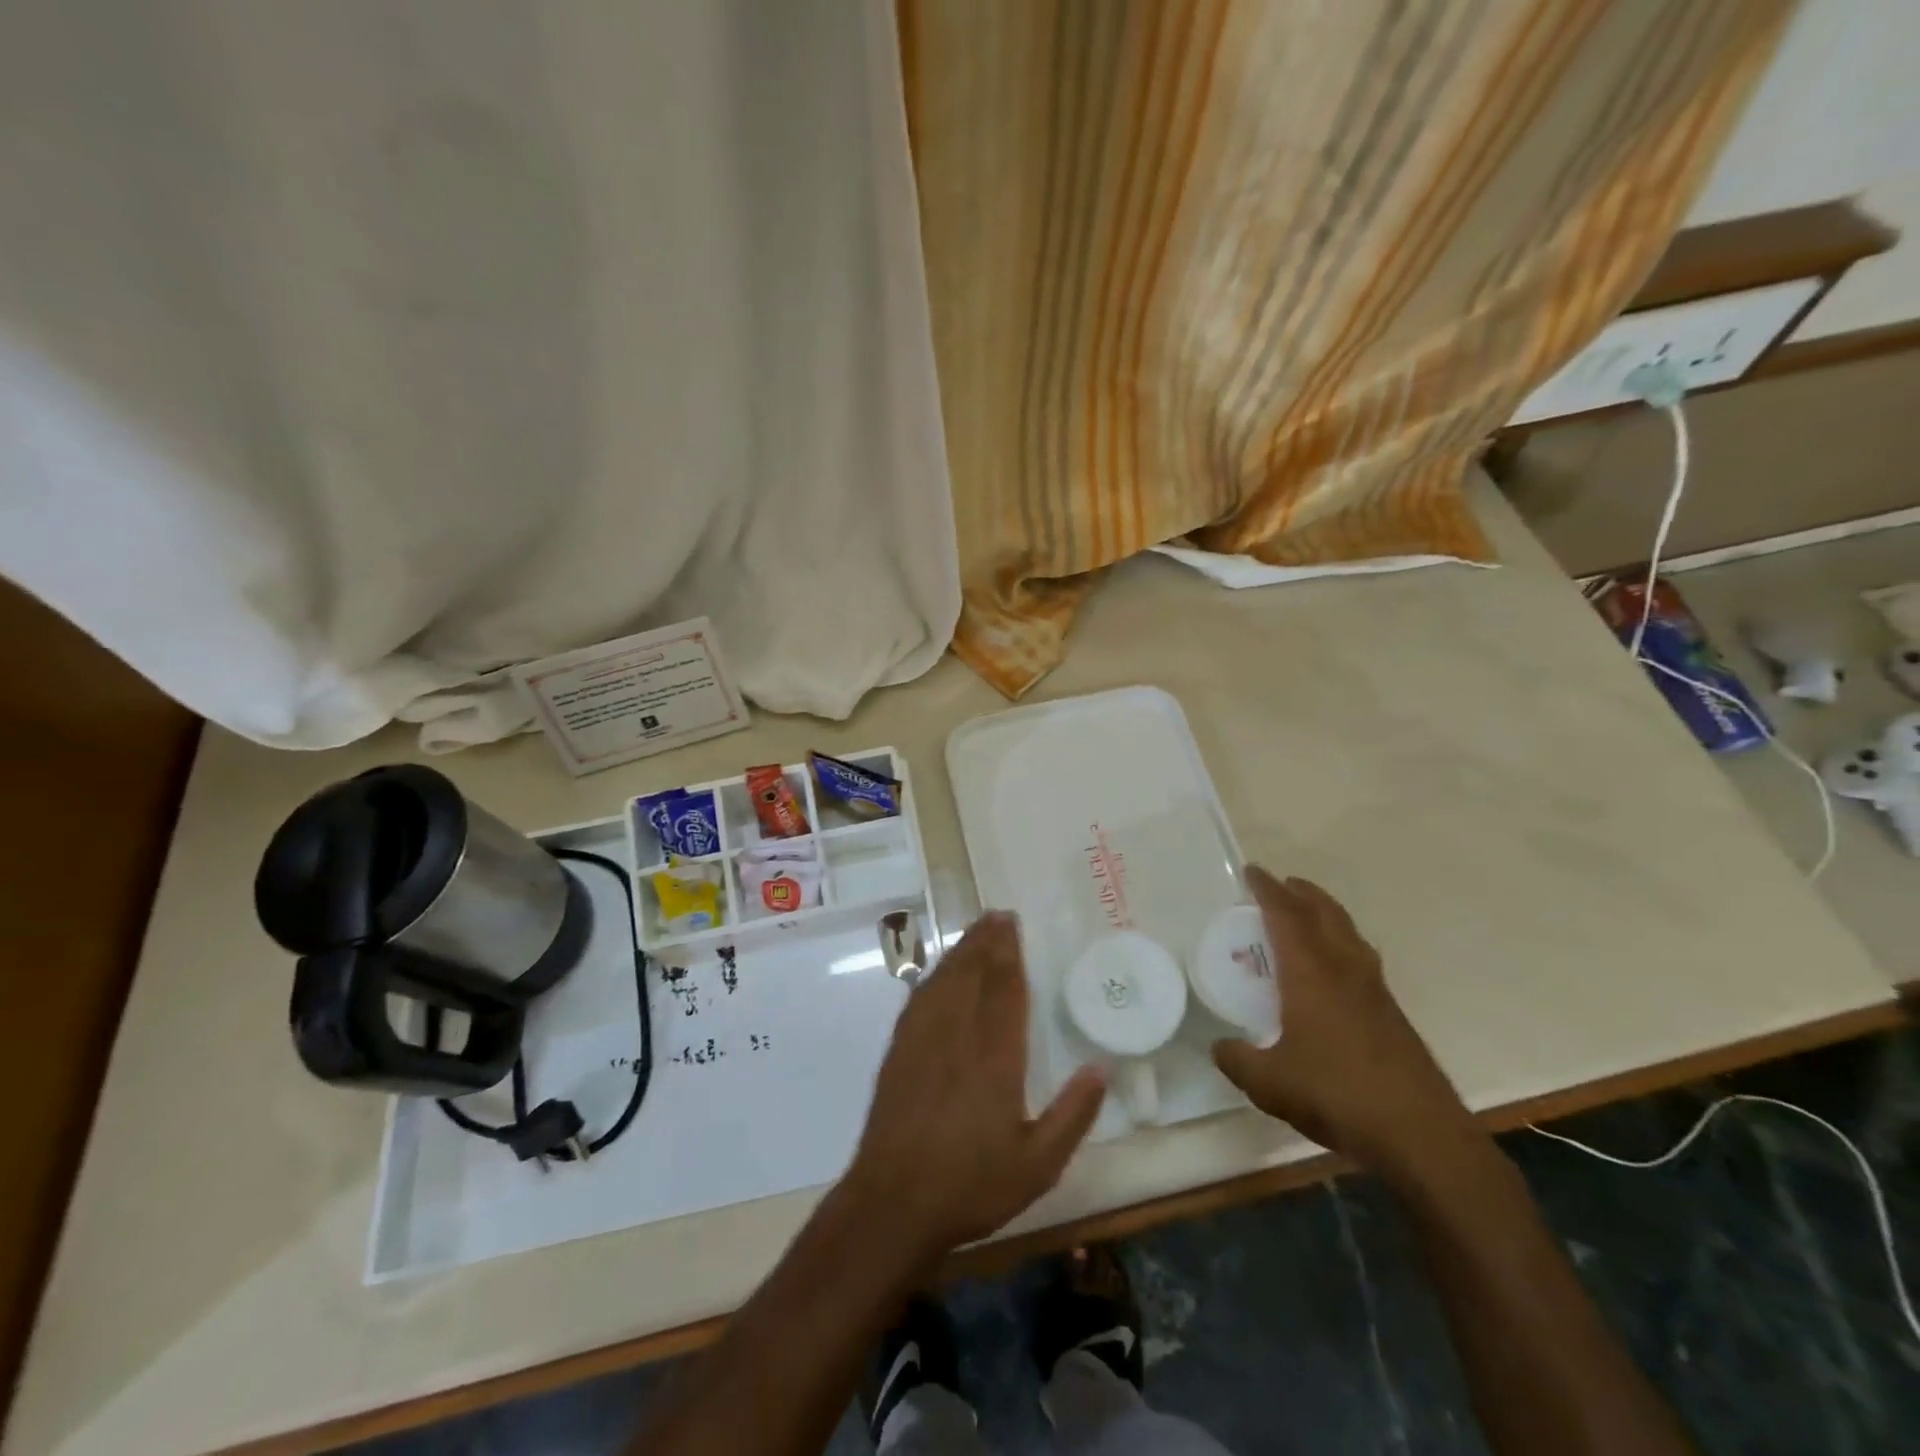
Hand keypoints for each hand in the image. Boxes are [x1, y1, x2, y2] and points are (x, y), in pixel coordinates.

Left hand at [843, 911, 1105, 1259]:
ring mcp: (923, 1041)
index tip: (1013, 925)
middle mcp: (958, 1037)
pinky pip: (919, 999)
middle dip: (986, 942)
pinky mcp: (899, 1051)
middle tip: (996, 914)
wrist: (893, 1203)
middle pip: (973, 975)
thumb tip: (1102, 1067)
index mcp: (996, 1058)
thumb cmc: (971, 1186)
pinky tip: (938, 972)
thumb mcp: (1038, 1164)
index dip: (1010, 954)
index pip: (1005, 991)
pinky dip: (933, 976)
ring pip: (944, 981)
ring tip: (974, 930)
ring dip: (960, 951)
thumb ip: (1073, 1115)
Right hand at [1212, 868, 1483, 1181]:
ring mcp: (1374, 991)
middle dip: (1302, 893)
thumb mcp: (1269, 1083)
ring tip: (1306, 915)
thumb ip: (1237, 1059)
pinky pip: (1360, 958)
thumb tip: (1220, 1046)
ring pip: (1348, 933)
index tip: (1252, 872)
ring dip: (1326, 914)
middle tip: (1281, 884)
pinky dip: (1341, 943)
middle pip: (1325, 913)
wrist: (1420, 1134)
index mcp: (1311, 973)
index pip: (1285, 916)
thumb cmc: (1337, 1095)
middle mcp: (1345, 970)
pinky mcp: (1392, 1014)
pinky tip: (1332, 969)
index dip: (1267, 890)